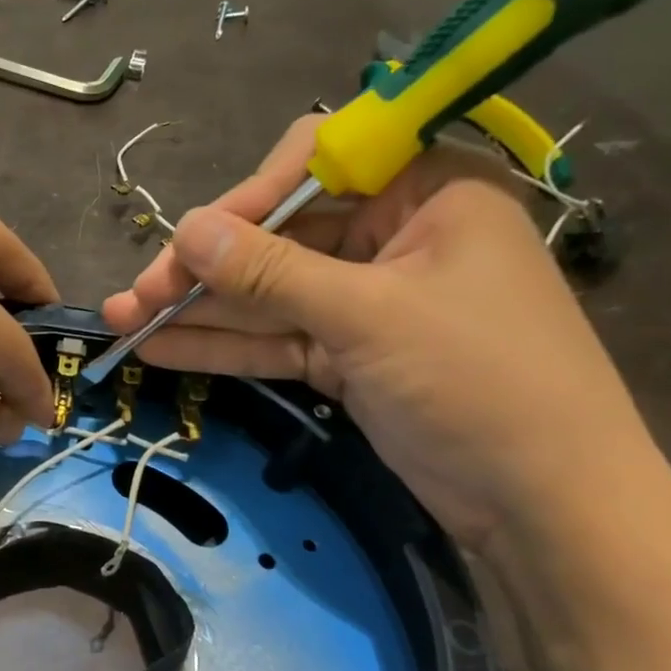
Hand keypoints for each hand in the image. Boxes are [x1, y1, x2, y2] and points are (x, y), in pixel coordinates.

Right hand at [103, 115, 652, 548]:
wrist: (545, 506)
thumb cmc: (482, 383)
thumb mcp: (369, 318)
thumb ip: (270, 272)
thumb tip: (185, 229)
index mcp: (427, 192)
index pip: (317, 165)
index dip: (248, 197)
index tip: (191, 239)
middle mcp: (392, 236)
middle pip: (278, 236)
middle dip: (205, 269)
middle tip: (137, 297)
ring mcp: (365, 300)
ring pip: (268, 293)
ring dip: (199, 310)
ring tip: (125, 323)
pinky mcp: (347, 354)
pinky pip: (276, 337)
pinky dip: (224, 345)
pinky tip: (161, 348)